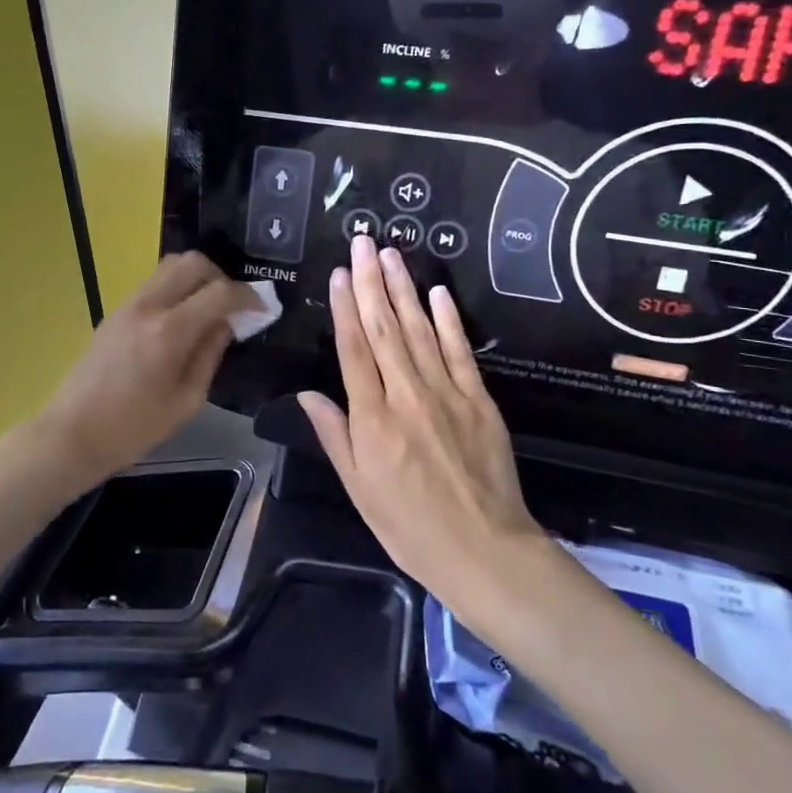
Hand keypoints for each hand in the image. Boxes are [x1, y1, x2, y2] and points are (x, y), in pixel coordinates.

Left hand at [36, 252, 259, 487]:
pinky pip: (153, 284)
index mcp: (169, 331)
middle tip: (232, 305)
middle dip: (220, 276)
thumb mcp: (186, 401)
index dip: (247, 296)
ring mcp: (126, 305)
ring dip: (195, 279)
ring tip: (208, 310)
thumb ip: (209, 355)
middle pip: (191, 262)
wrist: (72, 433)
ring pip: (168, 267)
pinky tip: (181, 320)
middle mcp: (147, 306)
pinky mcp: (114, 312)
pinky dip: (175, 289)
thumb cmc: (133, 428)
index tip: (262, 309)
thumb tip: (226, 324)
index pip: (219, 293)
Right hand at [299, 235, 543, 614]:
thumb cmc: (409, 526)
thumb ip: (334, 435)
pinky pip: (460, 351)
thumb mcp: (358, 488)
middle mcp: (406, 395)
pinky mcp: (479, 400)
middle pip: (385, 328)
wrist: (484, 550)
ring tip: (390, 254)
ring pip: (419, 330)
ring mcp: (447, 393)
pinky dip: (448, 320)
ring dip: (404, 288)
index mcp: (372, 418)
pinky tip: (437, 292)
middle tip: (363, 242)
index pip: (353, 349)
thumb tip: (307, 394)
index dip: (343, 307)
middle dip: (370, 281)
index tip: (337, 273)